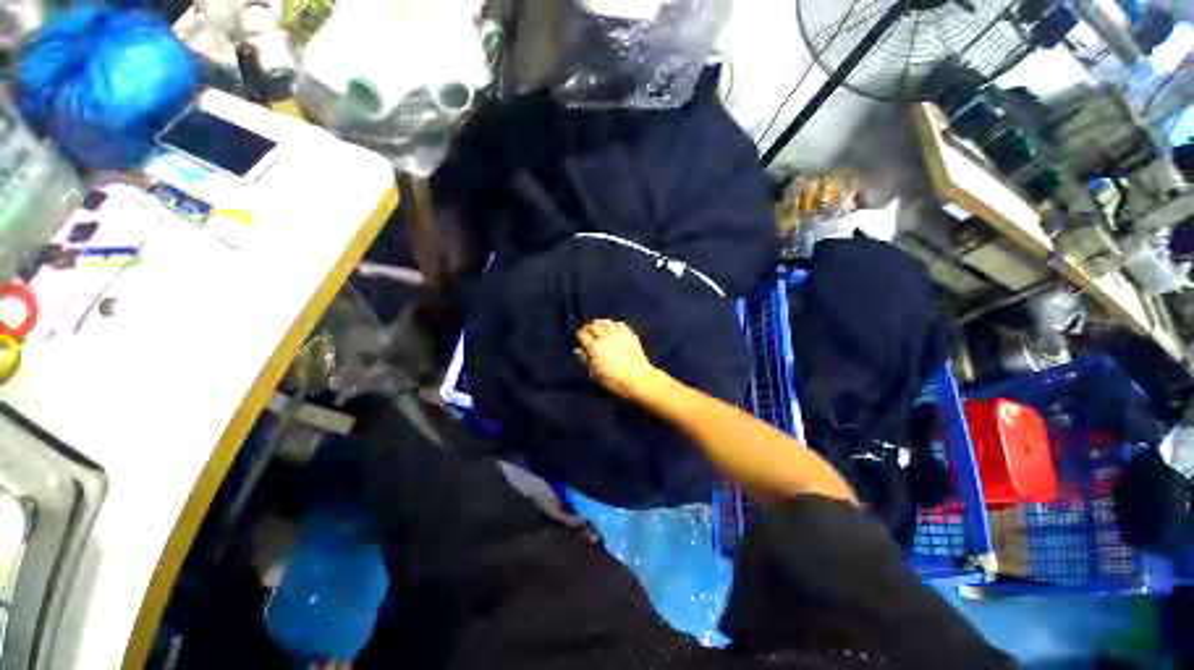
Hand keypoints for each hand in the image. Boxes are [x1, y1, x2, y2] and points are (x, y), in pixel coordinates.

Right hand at [577, 320, 665, 400]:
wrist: (637, 380)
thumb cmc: (614, 381)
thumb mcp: (595, 374)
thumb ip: (586, 360)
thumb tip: (578, 350)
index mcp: (594, 348)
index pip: (583, 335)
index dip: (580, 335)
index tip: (580, 336)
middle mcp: (605, 338)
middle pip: (594, 326)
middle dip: (588, 327)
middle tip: (587, 329)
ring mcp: (618, 335)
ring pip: (606, 322)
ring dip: (600, 323)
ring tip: (598, 325)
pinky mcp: (630, 335)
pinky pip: (620, 324)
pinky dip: (614, 324)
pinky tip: (613, 327)